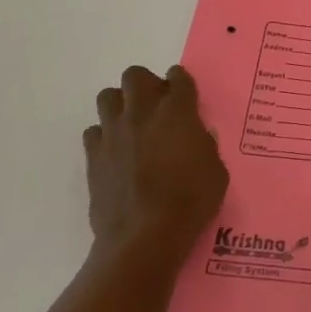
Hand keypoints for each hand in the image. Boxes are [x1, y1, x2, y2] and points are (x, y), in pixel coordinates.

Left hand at [83, 65, 228, 259]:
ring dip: (120, 105)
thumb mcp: (217, 172)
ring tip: (131, 125)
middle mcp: (142, 113)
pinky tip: (115, 153)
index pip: (178, 78)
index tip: (183, 92)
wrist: (145, 236)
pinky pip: (93, 132)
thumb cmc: (191, 202)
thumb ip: (205, 146)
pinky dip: (104, 137)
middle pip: (135, 75)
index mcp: (177, 112)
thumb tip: (198, 136)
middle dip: (146, 84)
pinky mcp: (94, 156)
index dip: (181, 81)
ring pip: (107, 97)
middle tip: (156, 106)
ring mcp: (114, 133)